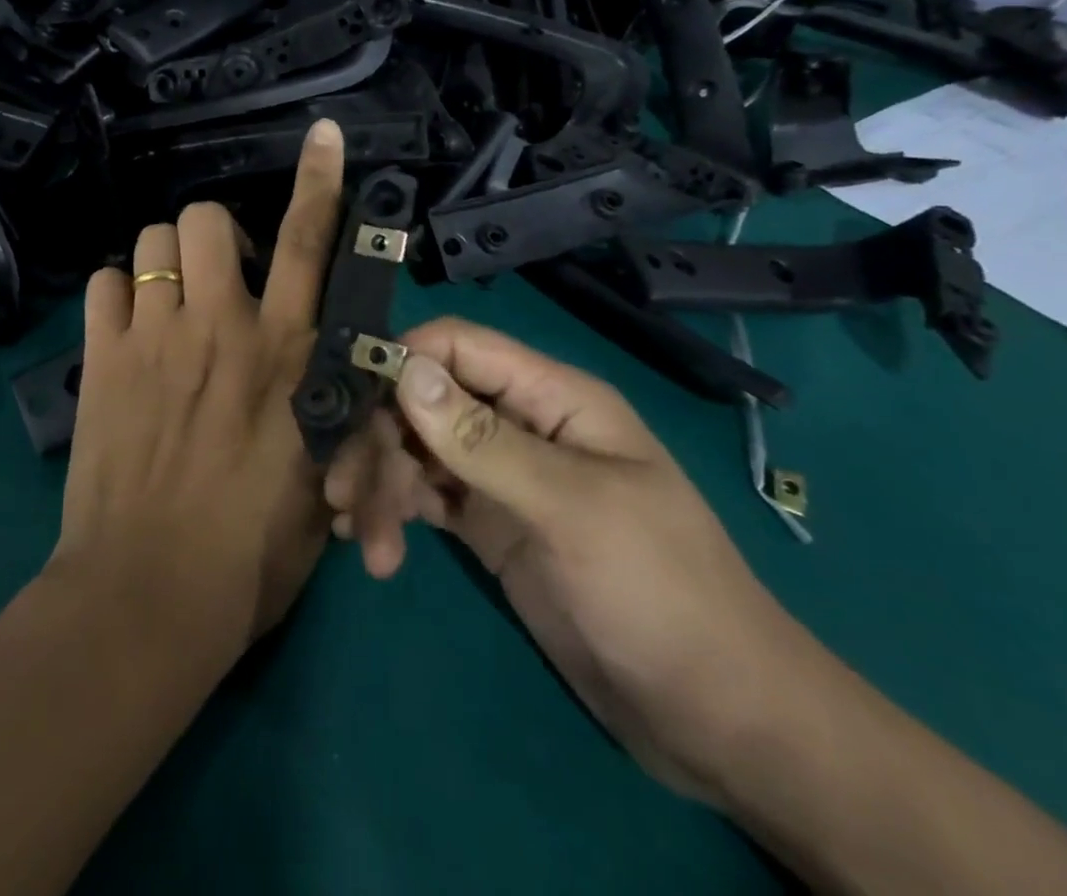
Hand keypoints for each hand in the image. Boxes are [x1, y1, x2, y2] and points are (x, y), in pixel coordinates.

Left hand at [50, 119, 346, 659]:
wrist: (148, 597)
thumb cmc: (252, 552)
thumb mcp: (318, 472)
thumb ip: (324, 401)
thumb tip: (321, 361)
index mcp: (286, 352)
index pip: (310, 243)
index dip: (319, 181)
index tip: (321, 136)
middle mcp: (221, 326)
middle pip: (206, 218)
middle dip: (213, 234)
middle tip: (217, 279)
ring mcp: (154, 337)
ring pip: (151, 241)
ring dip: (165, 262)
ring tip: (168, 304)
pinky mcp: (101, 359)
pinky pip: (104, 284)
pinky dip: (118, 297)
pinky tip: (127, 331)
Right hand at [330, 316, 825, 807]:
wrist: (716, 719)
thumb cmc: (659, 592)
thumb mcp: (570, 510)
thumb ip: (481, 440)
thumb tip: (402, 369)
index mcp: (551, 398)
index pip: (458, 347)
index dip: (401, 361)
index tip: (353, 403)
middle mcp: (519, 424)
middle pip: (425, 401)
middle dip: (381, 441)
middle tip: (350, 495)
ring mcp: (501, 477)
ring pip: (416, 451)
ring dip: (382, 484)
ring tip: (366, 540)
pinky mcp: (488, 525)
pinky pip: (425, 498)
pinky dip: (394, 511)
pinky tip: (374, 545)